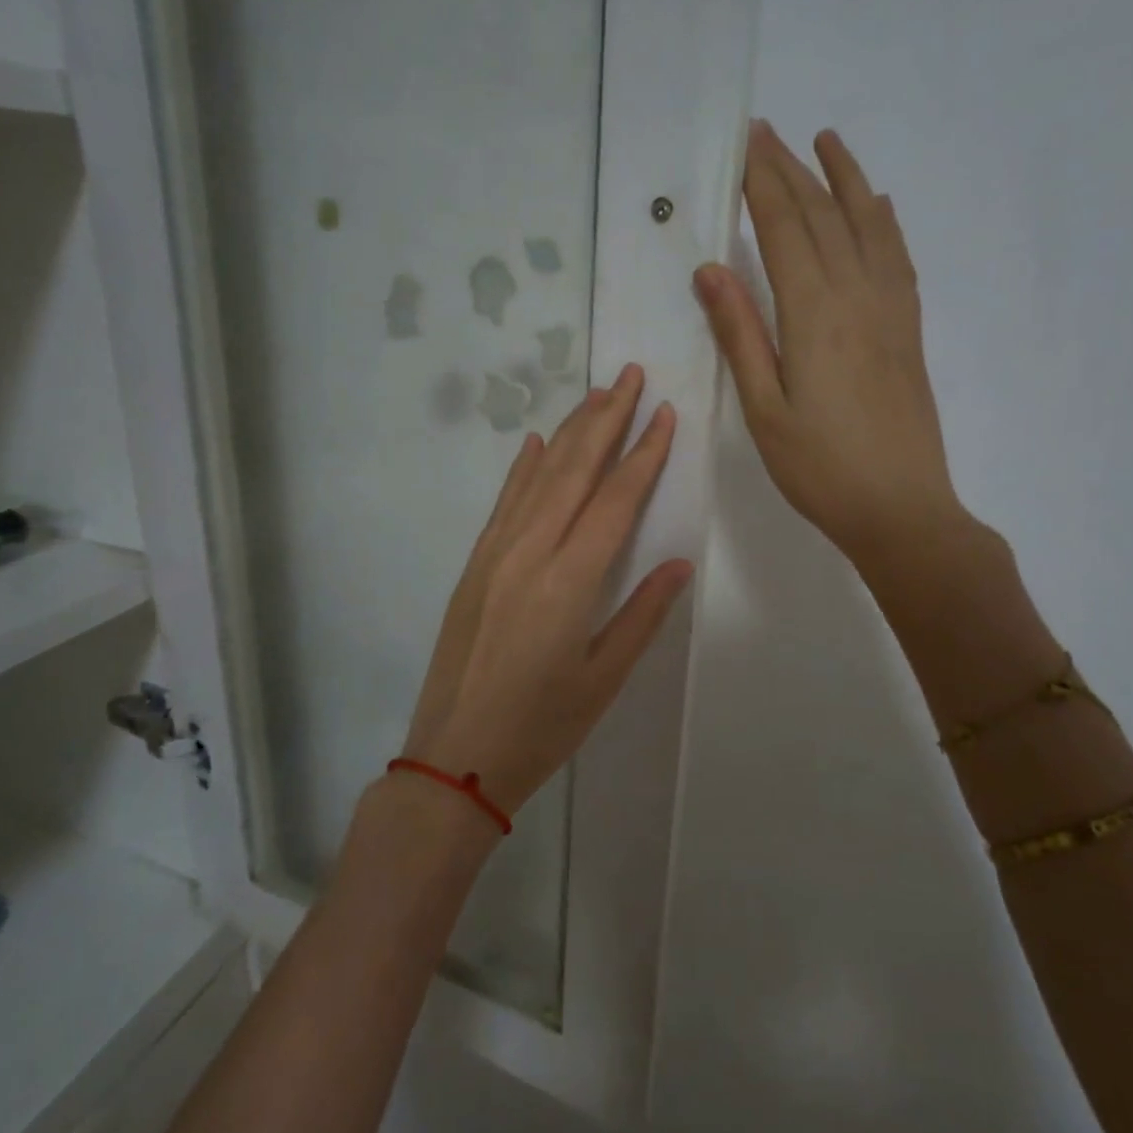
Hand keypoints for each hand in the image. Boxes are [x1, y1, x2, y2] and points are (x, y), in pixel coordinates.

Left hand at [399, 365, 693, 816]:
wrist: (454, 756)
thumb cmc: (540, 728)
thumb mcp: (603, 679)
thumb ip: (642, 615)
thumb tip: (678, 562)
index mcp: (569, 581)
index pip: (616, 500)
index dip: (644, 454)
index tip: (665, 414)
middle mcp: (530, 553)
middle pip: (575, 470)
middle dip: (607, 418)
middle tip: (631, 376)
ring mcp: (495, 554)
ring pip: (538, 477)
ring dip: (570, 432)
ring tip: (597, 395)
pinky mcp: (474, 565)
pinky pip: (504, 502)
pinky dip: (523, 468)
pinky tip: (537, 443)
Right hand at [695, 119, 973, 571]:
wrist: (900, 508)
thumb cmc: (819, 468)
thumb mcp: (763, 409)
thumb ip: (741, 335)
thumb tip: (712, 270)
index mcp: (814, 315)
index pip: (785, 229)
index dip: (762, 184)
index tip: (743, 144)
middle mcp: (857, 297)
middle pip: (823, 216)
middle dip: (791, 170)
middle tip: (765, 131)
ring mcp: (890, 309)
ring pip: (867, 226)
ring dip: (845, 179)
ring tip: (826, 141)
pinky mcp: (908, 329)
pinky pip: (897, 257)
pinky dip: (884, 221)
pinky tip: (877, 205)